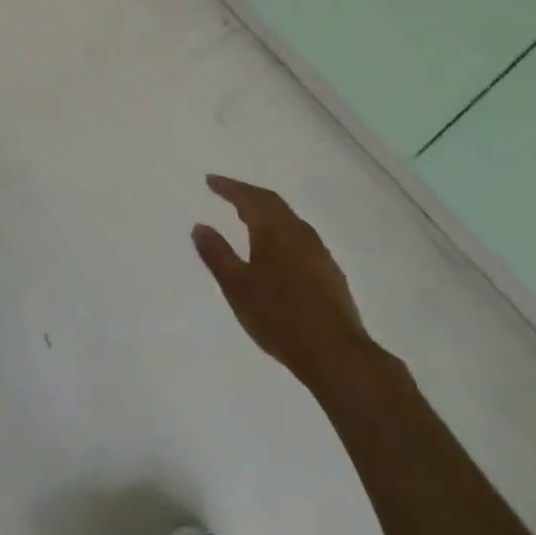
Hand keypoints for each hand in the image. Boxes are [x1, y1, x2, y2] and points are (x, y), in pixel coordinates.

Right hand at [193, 174, 372, 387]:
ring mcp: (318, 251)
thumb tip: (200, 226)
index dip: (228, 187)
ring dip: (266, 212)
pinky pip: (299, 237)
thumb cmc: (279, 316)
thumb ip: (217, 254)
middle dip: (248, 194)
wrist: (336, 354)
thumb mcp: (237, 286)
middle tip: (228, 192)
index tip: (210, 181)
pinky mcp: (329, 271)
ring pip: (288, 219)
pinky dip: (281, 232)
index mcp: (274, 229)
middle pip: (271, 202)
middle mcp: (298, 231)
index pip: (248, 197)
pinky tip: (277, 250)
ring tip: (249, 218)